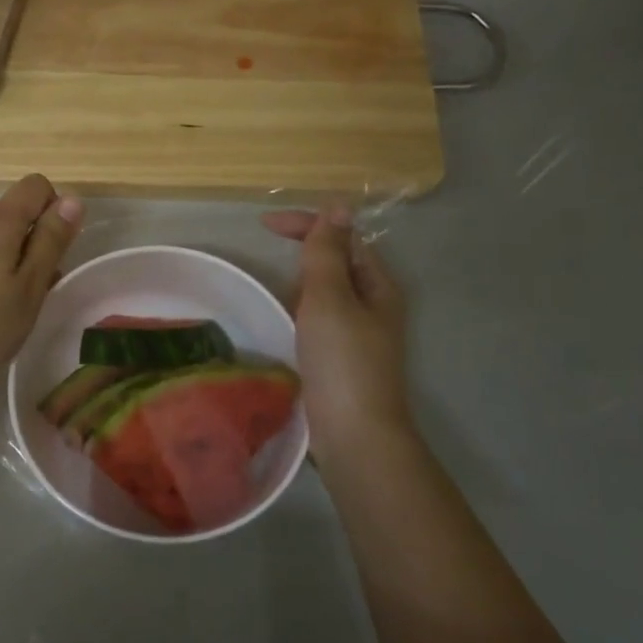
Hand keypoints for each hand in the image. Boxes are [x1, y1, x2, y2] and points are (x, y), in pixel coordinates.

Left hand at [0, 174, 82, 396]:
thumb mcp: (30, 289)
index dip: (54, 210)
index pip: (35, 185)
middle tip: (33, 291)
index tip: (55, 251)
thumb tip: (71, 199)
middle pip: (12, 213)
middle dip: (31, 242)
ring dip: (8, 259)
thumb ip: (51, 241)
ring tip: (7, 306)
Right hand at [262, 208, 412, 459]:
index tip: (263, 225)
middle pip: (338, 264)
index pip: (344, 238)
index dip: (307, 225)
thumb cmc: (342, 361)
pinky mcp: (341, 358)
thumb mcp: (330, 299)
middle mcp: (374, 306)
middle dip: (306, 255)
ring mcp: (359, 334)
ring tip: (276, 296)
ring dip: (300, 286)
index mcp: (379, 286)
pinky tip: (284, 327)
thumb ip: (328, 254)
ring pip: (326, 295)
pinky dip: (299, 314)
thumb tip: (337, 208)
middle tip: (272, 264)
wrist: (354, 434)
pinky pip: (318, 321)